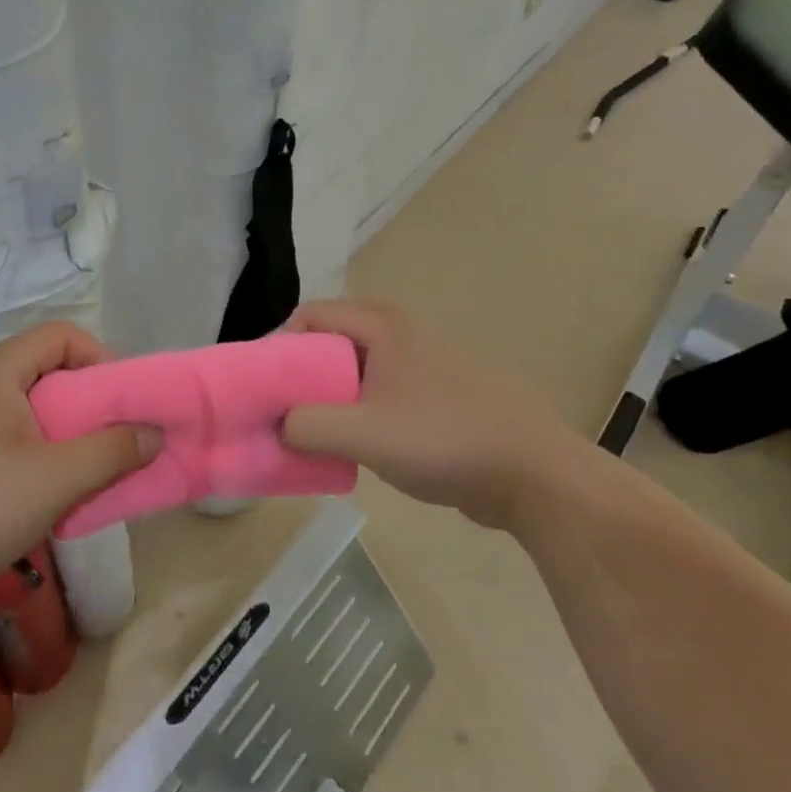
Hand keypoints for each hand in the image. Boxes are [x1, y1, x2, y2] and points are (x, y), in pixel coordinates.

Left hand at [0, 324, 158, 601]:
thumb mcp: (57, 479)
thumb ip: (113, 451)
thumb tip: (154, 433)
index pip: (62, 335)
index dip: (101, 358)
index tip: (123, 402)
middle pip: (50, 369)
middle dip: (91, 401)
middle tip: (115, 437)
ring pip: (35, 406)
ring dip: (70, 431)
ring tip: (90, 466)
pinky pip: (16, 433)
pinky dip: (46, 449)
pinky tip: (54, 487)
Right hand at [281, 300, 575, 530]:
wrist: (530, 474)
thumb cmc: (443, 439)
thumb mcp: (363, 433)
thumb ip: (305, 425)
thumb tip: (276, 425)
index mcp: (380, 325)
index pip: (307, 317)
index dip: (277, 348)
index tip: (261, 389)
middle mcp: (395, 335)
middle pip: (325, 345)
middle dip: (296, 379)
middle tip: (276, 416)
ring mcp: (414, 366)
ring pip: (348, 374)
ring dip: (322, 402)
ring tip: (304, 437)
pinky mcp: (426, 398)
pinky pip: (371, 397)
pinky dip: (349, 416)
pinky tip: (344, 450)